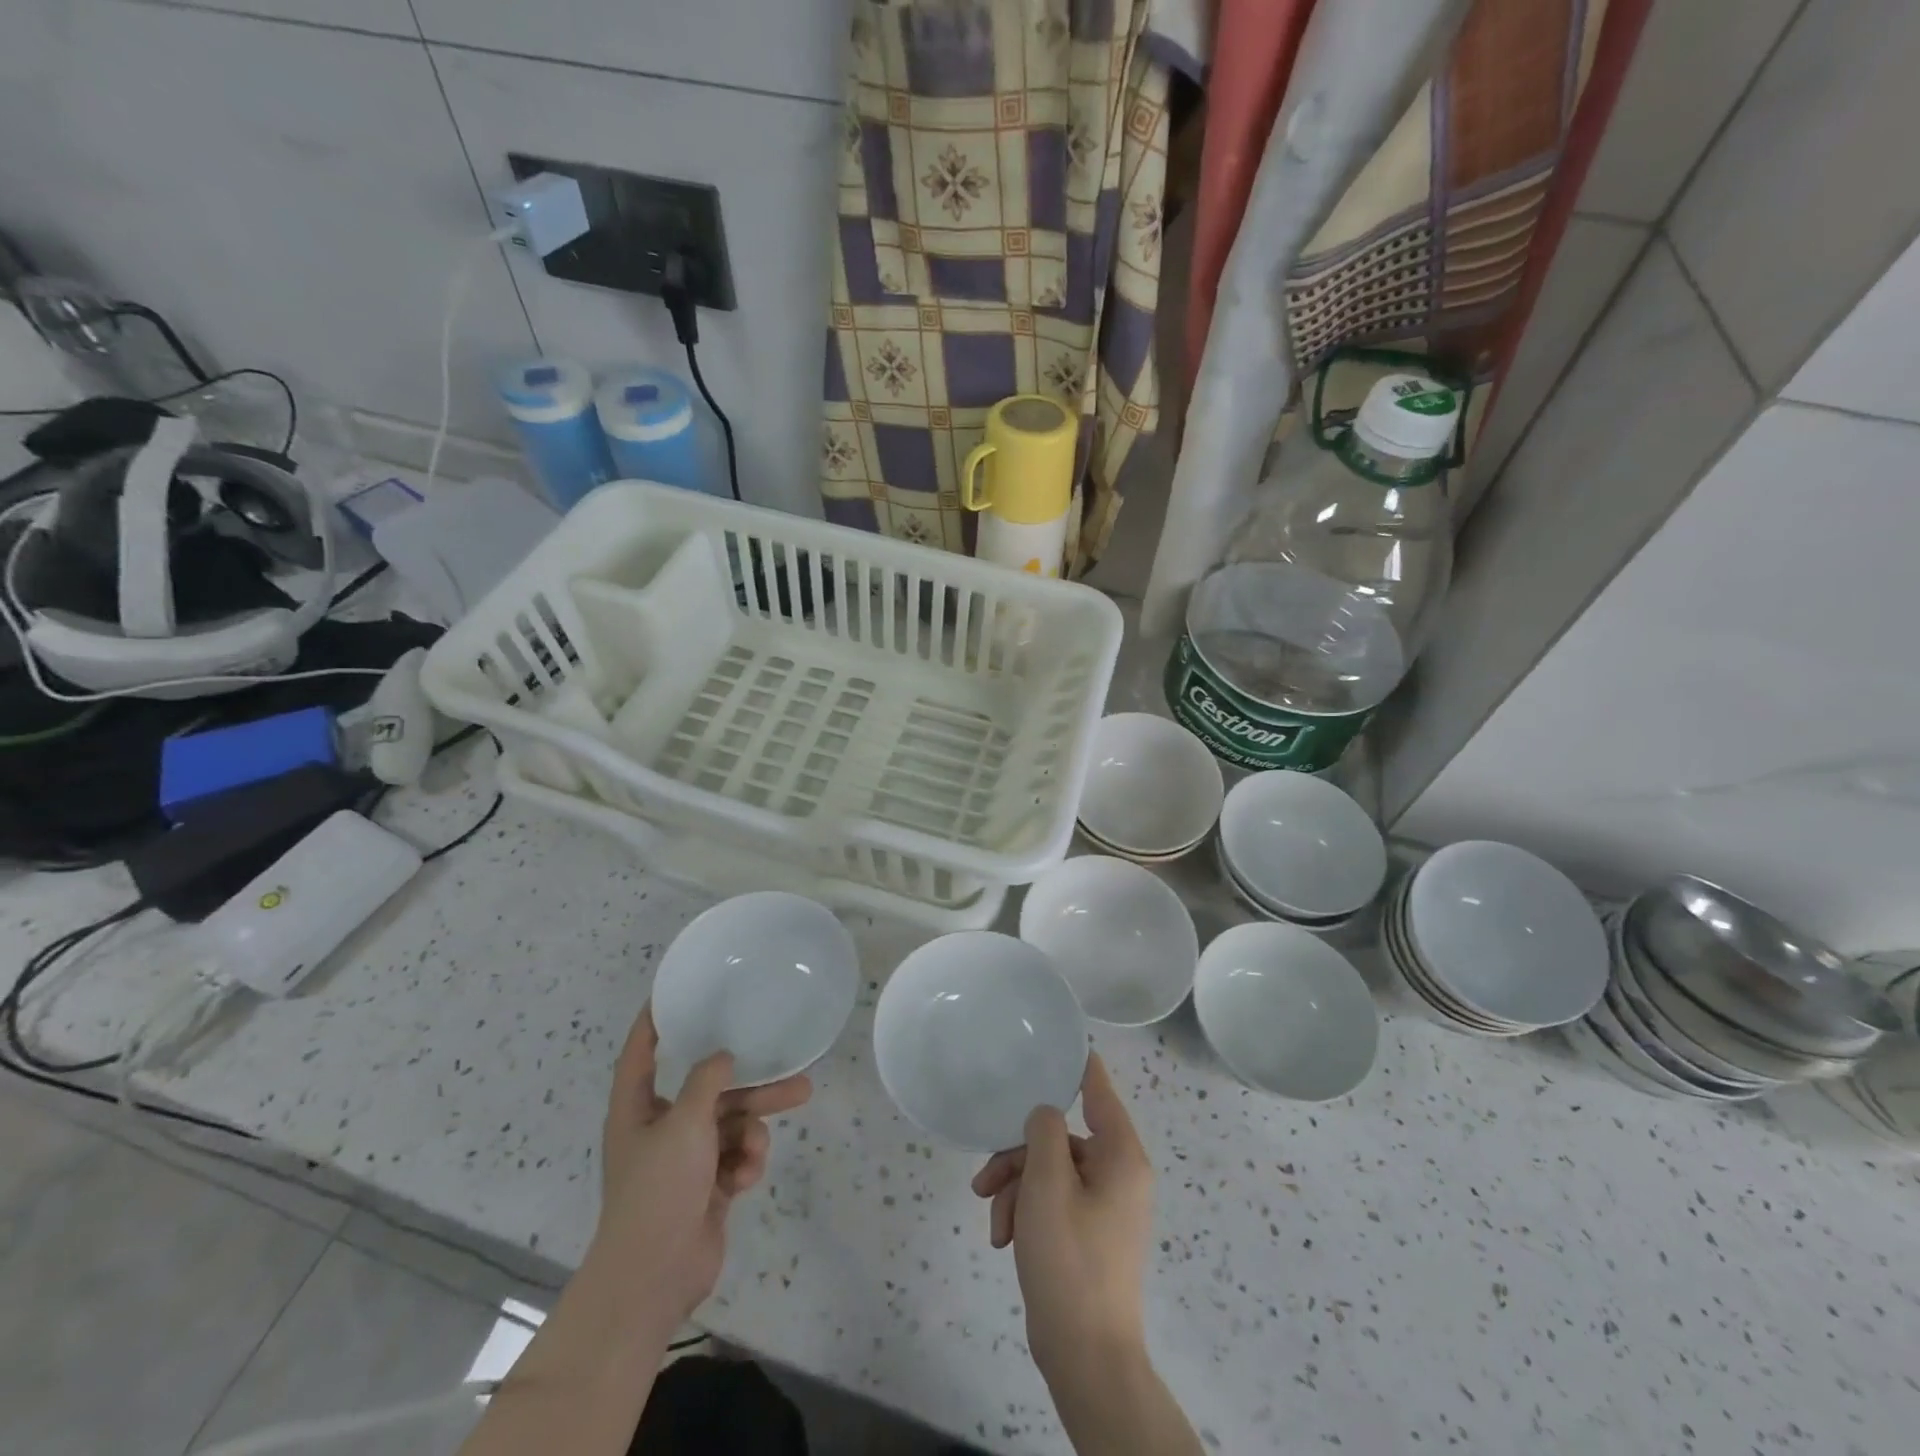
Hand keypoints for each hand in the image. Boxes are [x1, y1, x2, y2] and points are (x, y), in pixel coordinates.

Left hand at [591, 1007, 811, 1330]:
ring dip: (758, 1121)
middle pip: (709, 1089)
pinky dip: (746, 1161)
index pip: (640, 1054)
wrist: (655, 1277)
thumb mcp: (685, 1123)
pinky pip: (735, 1156)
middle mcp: (660, 1128)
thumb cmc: (659, 1189)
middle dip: (750, 1079)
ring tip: (800, 1100)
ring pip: (731, 1122)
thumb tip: (723, 1057)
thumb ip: (707, 1081)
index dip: (651, 1023)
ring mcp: (685, 1160)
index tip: (670, 995)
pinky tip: (745, 1176)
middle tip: (787, 1060)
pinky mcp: (707, 1187)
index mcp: (637, 1109)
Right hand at [971, 1054, 1154, 1380]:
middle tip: (984, 1179)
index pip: (1099, 1090)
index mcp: (1121, 1155)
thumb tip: (1044, 1113)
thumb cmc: (1069, 1260)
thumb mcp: (1047, 1184)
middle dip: (1017, 1157)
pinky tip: (1004, 1241)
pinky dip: (1026, 1214)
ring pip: (1048, 1171)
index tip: (1057, 1041)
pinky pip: (1052, 1202)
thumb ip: (1043, 1131)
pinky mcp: (1088, 1233)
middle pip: (1059, 1137)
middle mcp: (1118, 1174)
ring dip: (1015, 1190)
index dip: (1078, 1064)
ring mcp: (1104, 1206)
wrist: (1085, 1357)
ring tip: (994, 1223)